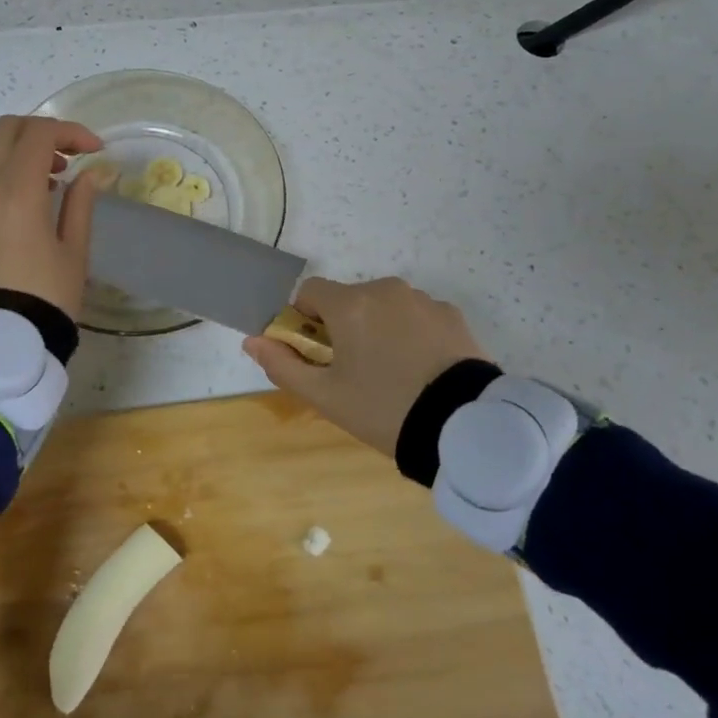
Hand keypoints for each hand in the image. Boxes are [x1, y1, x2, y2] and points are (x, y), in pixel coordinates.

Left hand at [0, 115, 113, 320]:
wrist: (2, 335)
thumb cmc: (47, 293)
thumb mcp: (75, 248)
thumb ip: (81, 202)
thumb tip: (91, 173)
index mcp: (18, 190)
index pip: (40, 134)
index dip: (72, 132)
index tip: (97, 150)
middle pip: (8, 128)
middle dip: (43, 130)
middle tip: (72, 155)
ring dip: (22, 145)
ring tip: (53, 174)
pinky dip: (7, 164)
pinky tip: (34, 193)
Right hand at [243, 277, 486, 455]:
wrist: (465, 427)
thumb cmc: (384, 409)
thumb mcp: (325, 397)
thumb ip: (283, 366)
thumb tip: (252, 341)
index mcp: (350, 304)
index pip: (310, 291)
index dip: (305, 318)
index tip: (317, 352)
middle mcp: (385, 289)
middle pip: (349, 299)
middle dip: (344, 326)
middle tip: (354, 371)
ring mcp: (423, 300)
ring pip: (384, 306)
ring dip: (379, 328)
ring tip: (393, 374)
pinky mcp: (452, 315)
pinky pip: (417, 316)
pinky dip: (412, 334)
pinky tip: (422, 370)